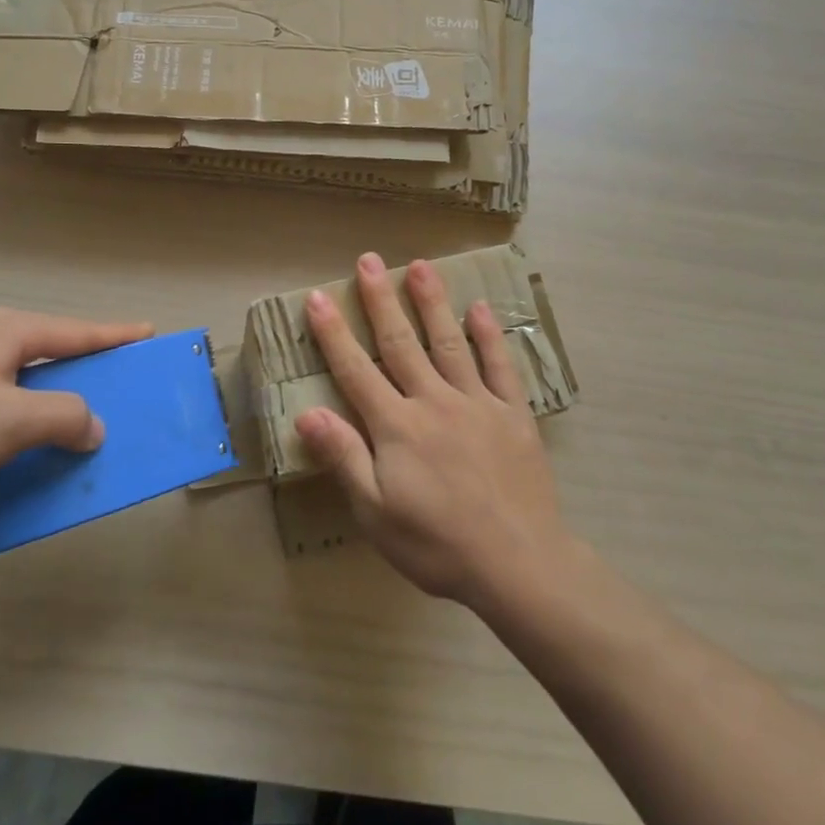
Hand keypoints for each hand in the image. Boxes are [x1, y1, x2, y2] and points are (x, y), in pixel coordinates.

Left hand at [0, 308, 151, 490]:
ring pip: (11, 366)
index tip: (148, 332)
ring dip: (38, 387)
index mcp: (9, 331)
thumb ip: (63, 418)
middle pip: (46, 345)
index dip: (116, 335)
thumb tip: (92, 425)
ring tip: (51, 411)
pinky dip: (5, 399)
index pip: (78, 332)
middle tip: (104, 380)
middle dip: (77, 364)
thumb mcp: (11, 423)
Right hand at [296, 252, 575, 607]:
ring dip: (432, 303)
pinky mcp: (512, 414)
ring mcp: (476, 403)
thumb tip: (306, 413)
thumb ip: (344, 457)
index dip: (333, 333)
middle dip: (381, 300)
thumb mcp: (375, 512)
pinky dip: (490, 336)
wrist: (519, 564)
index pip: (356, 370)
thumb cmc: (437, 544)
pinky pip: (500, 366)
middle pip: (401, 343)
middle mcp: (434, 402)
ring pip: (449, 342)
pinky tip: (480, 309)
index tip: (318, 298)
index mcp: (397, 426)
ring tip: (421, 266)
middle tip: (368, 260)